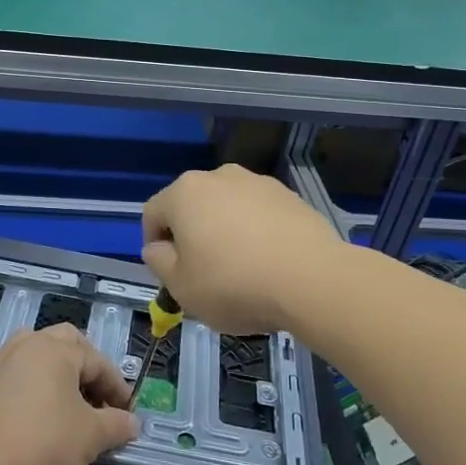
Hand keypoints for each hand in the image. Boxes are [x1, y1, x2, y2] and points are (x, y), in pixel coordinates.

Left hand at [0, 324, 139, 464]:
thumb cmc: (44, 447)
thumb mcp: (91, 438)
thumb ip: (116, 425)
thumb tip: (133, 423)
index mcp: (54, 350)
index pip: (96, 361)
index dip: (116, 386)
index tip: (127, 413)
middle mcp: (22, 346)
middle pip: (61, 343)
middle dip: (83, 366)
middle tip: (94, 398)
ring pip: (28, 355)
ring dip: (48, 372)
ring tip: (59, 403)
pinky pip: (2, 378)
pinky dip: (19, 389)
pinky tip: (22, 416)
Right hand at [142, 165, 346, 334]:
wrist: (312, 279)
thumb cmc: (234, 284)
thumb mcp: (182, 287)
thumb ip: (160, 263)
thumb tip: (158, 247)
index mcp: (185, 193)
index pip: (153, 213)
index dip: (154, 244)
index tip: (169, 273)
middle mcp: (219, 176)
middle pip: (192, 206)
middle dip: (191, 236)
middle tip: (203, 273)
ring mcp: (257, 182)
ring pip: (227, 207)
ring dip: (225, 231)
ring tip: (241, 269)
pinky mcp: (289, 195)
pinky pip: (259, 213)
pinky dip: (256, 232)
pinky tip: (269, 262)